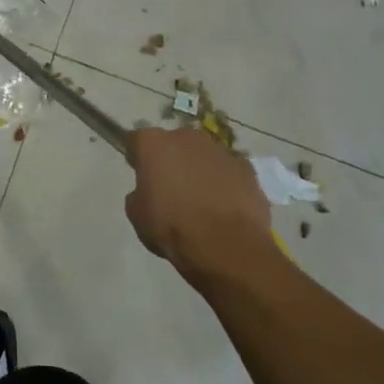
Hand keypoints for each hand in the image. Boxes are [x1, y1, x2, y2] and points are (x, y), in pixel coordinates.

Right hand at [125, 127, 273, 285]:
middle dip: (171, 159)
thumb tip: (148, 192)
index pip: (137, 140)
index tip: (138, 170)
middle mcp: (186, 138)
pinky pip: (228, 171)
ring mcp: (220, 150)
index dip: (136, 155)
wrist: (226, 245)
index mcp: (154, 144)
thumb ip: (139, 194)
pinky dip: (224, 182)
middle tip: (170, 186)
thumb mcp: (138, 215)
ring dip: (199, 169)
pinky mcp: (246, 168)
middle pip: (174, 143)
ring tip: (200, 198)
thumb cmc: (172, 227)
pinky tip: (224, 205)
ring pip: (203, 155)